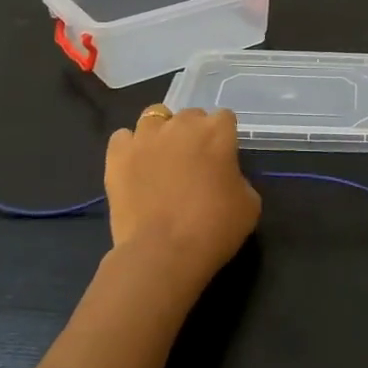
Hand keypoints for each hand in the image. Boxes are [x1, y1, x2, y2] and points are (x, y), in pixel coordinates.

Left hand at [103, 107, 261, 309]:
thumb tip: (225, 176)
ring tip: (161, 158)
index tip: (223, 159)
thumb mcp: (250, 203)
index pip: (225, 118)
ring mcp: (146, 137)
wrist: (164, 252)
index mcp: (217, 132)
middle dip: (194, 133)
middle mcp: (181, 124)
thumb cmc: (215, 228)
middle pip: (190, 115)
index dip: (225, 137)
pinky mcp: (118, 155)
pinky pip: (123, 137)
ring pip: (154, 117)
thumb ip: (238, 177)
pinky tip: (135, 166)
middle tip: (193, 162)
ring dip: (161, 132)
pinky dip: (129, 147)